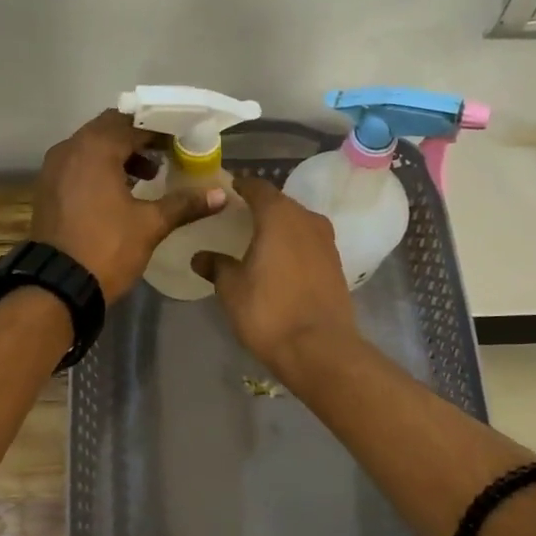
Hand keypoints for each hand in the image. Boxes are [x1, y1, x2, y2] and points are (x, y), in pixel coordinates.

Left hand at [30, 109, 225, 299]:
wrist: (57, 286)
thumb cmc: (107, 248)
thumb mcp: (150, 225)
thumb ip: (184, 204)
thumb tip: (220, 194)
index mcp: (95, 148)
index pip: (134, 124)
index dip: (161, 130)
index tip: (184, 140)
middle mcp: (70, 148)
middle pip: (110, 129)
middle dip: (140, 138)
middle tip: (169, 153)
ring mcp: (54, 168)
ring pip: (92, 147)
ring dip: (120, 154)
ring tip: (150, 174)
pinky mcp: (48, 188)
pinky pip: (79, 165)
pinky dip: (101, 168)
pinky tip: (122, 190)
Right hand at [193, 176, 357, 373]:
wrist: (319, 348)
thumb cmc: (269, 311)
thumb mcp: (232, 289)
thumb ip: (217, 267)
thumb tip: (200, 257)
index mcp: (278, 216)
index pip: (257, 187)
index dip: (241, 187)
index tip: (227, 191)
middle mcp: (306, 219)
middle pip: (280, 203)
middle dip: (260, 207)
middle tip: (238, 217)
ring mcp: (326, 242)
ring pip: (298, 223)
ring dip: (279, 227)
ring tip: (258, 240)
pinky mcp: (336, 264)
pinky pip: (309, 243)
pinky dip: (293, 245)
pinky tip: (280, 262)